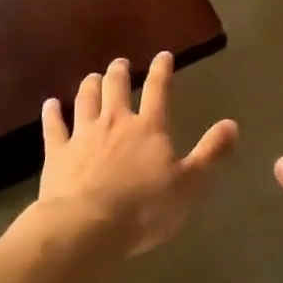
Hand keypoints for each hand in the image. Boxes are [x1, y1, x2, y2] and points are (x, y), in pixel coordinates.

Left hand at [35, 52, 237, 255]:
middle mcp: (115, 122)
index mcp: (149, 128)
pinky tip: (51, 104)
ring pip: (85, 100)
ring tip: (92, 76)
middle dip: (119, 72)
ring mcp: (83, 135)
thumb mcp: (189, 184)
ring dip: (90, 85)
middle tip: (120, 63)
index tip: (163, 56)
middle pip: (115, 87)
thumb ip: (210, 153)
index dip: (162, 71)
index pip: (158, 90)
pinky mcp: (57, 153)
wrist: (87, 226)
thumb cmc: (144, 208)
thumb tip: (232, 124)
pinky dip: (52, 113)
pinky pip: (54, 126)